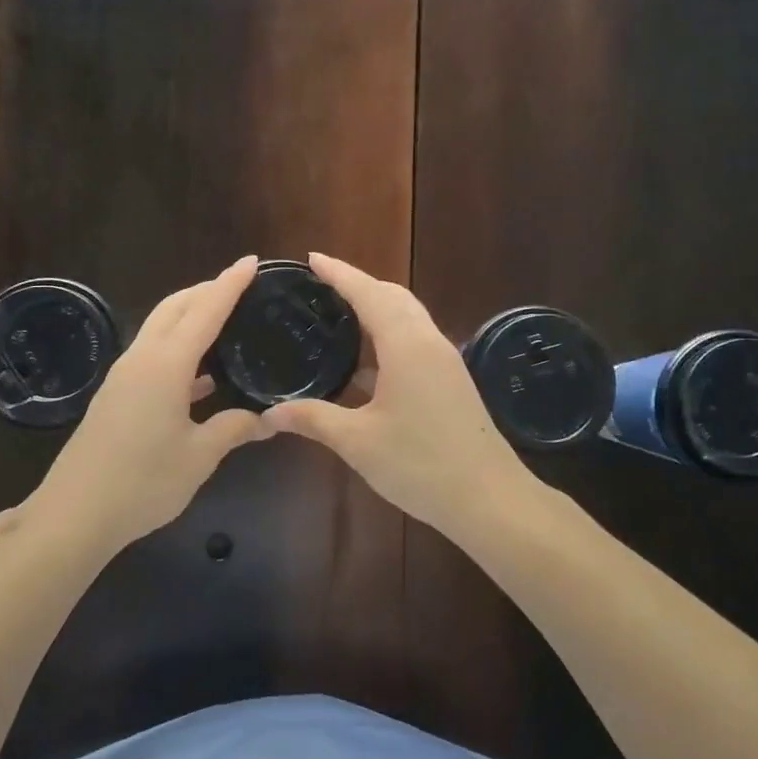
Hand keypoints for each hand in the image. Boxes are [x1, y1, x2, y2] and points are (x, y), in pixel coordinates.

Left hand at [27, 257, 272, 556]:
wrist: (75, 512)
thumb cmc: (143, 482)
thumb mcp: (198, 457)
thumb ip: (233, 429)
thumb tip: (266, 420)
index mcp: (166, 365)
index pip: (205, 311)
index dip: (230, 284)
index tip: (251, 261)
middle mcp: (142, 359)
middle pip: (174, 308)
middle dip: (206, 290)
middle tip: (240, 287)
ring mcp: (124, 377)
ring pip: (159, 329)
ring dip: (189, 318)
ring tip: (223, 322)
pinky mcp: (115, 396)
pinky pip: (151, 357)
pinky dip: (177, 352)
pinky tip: (200, 377)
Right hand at [260, 253, 527, 538]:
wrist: (489, 499)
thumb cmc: (421, 464)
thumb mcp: (358, 442)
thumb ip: (312, 419)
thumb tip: (268, 414)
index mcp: (406, 345)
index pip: (369, 293)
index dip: (340, 274)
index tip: (312, 259)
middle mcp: (428, 343)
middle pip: (393, 297)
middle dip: (359, 285)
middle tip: (320, 287)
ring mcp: (444, 363)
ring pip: (407, 319)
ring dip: (375, 310)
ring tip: (337, 317)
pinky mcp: (450, 383)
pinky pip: (414, 343)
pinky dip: (386, 338)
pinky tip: (362, 365)